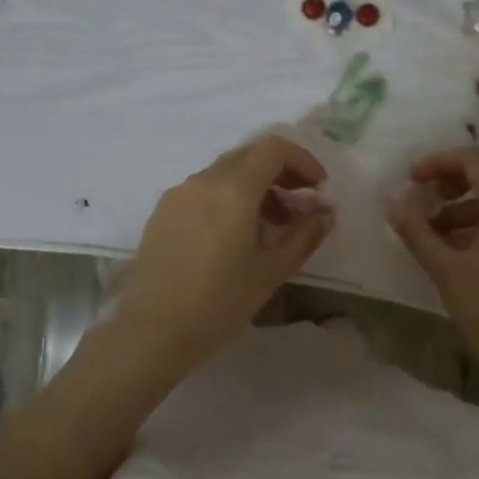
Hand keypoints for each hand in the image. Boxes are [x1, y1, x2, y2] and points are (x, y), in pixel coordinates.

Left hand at [108, 134, 335, 376]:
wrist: (152, 330)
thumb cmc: (220, 302)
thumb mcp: (272, 271)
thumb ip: (305, 234)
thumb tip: (325, 211)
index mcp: (233, 188)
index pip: (274, 148)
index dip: (302, 160)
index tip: (318, 187)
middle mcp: (203, 180)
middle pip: (248, 155)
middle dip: (280, 171)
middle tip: (300, 202)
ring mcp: (178, 194)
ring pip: (224, 172)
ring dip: (254, 185)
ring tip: (270, 225)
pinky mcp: (162, 212)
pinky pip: (203, 190)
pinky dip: (227, 197)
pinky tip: (233, 235)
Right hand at [387, 147, 478, 387]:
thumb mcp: (446, 270)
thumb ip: (417, 232)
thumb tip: (393, 205)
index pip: (476, 159)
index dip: (440, 161)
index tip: (412, 179)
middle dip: (462, 171)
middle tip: (432, 192)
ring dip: (475, 194)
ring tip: (439, 225)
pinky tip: (465, 243)